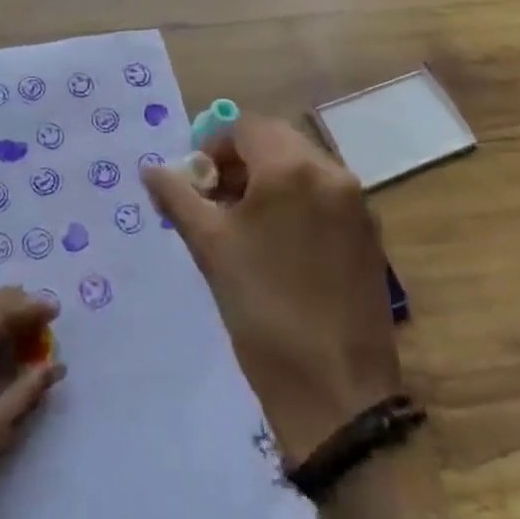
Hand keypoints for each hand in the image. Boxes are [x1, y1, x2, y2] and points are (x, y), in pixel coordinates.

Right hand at [141, 115, 401, 466]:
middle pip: (276, 140)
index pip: (245, 127)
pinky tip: (278, 244)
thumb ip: (178, 197)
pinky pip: (324, 195)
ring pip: (302, 167)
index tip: (195, 182)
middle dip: (240, 161)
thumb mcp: (209, 248)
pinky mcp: (369, 234)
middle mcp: (331, 172)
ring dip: (268, 179)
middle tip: (214, 200)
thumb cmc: (262, 310)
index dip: (212, 146)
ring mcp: (357, 203)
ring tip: (243, 224)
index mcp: (291, 168)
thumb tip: (150, 169)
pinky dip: (296, 201)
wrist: (336, 391)